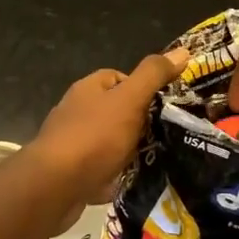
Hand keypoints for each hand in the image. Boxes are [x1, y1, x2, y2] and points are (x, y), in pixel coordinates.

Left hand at [27, 48, 188, 228]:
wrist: (54, 187)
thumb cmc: (94, 137)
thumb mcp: (130, 99)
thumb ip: (153, 75)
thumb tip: (183, 51)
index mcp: (88, 89)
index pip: (119, 77)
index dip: (143, 88)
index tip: (164, 106)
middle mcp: (76, 112)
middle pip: (116, 111)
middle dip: (139, 123)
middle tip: (165, 135)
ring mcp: (72, 144)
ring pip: (110, 142)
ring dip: (129, 151)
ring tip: (155, 160)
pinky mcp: (71, 173)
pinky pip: (101, 169)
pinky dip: (116, 175)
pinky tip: (132, 182)